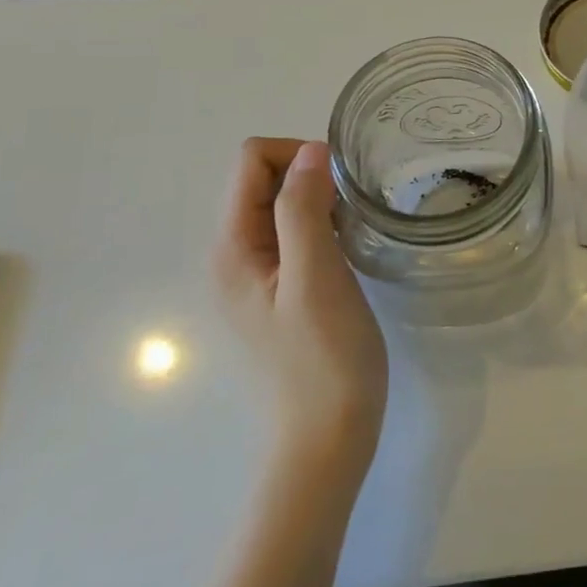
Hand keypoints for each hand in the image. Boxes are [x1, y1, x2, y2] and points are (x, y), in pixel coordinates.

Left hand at [213, 139, 387, 475]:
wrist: (329, 437)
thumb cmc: (324, 357)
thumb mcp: (316, 276)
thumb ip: (304, 209)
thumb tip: (309, 150)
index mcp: (233, 247)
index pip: (251, 161)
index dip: (297, 156)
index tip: (340, 185)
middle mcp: (236, 254)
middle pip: (264, 178)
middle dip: (310, 176)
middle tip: (351, 208)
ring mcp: (258, 273)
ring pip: (284, 203)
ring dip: (320, 200)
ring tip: (354, 228)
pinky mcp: (282, 288)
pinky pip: (297, 230)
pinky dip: (324, 224)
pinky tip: (348, 248)